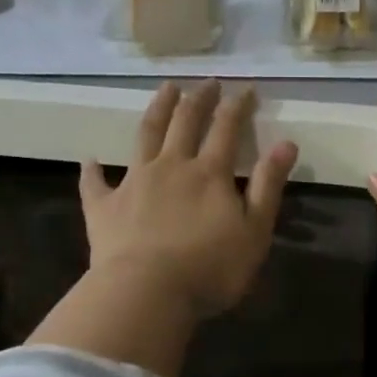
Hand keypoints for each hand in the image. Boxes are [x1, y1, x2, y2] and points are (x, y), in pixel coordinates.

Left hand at [80, 80, 297, 319]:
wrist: (145, 294)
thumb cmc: (209, 268)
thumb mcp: (255, 231)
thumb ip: (269, 185)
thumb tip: (286, 143)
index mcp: (209, 173)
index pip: (226, 129)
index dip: (238, 106)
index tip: (246, 89)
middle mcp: (171, 167)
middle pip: (185, 122)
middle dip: (199, 99)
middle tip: (207, 82)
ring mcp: (134, 183)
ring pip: (145, 136)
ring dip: (157, 110)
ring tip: (165, 89)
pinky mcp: (104, 208)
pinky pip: (95, 184)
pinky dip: (92, 171)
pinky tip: (90, 160)